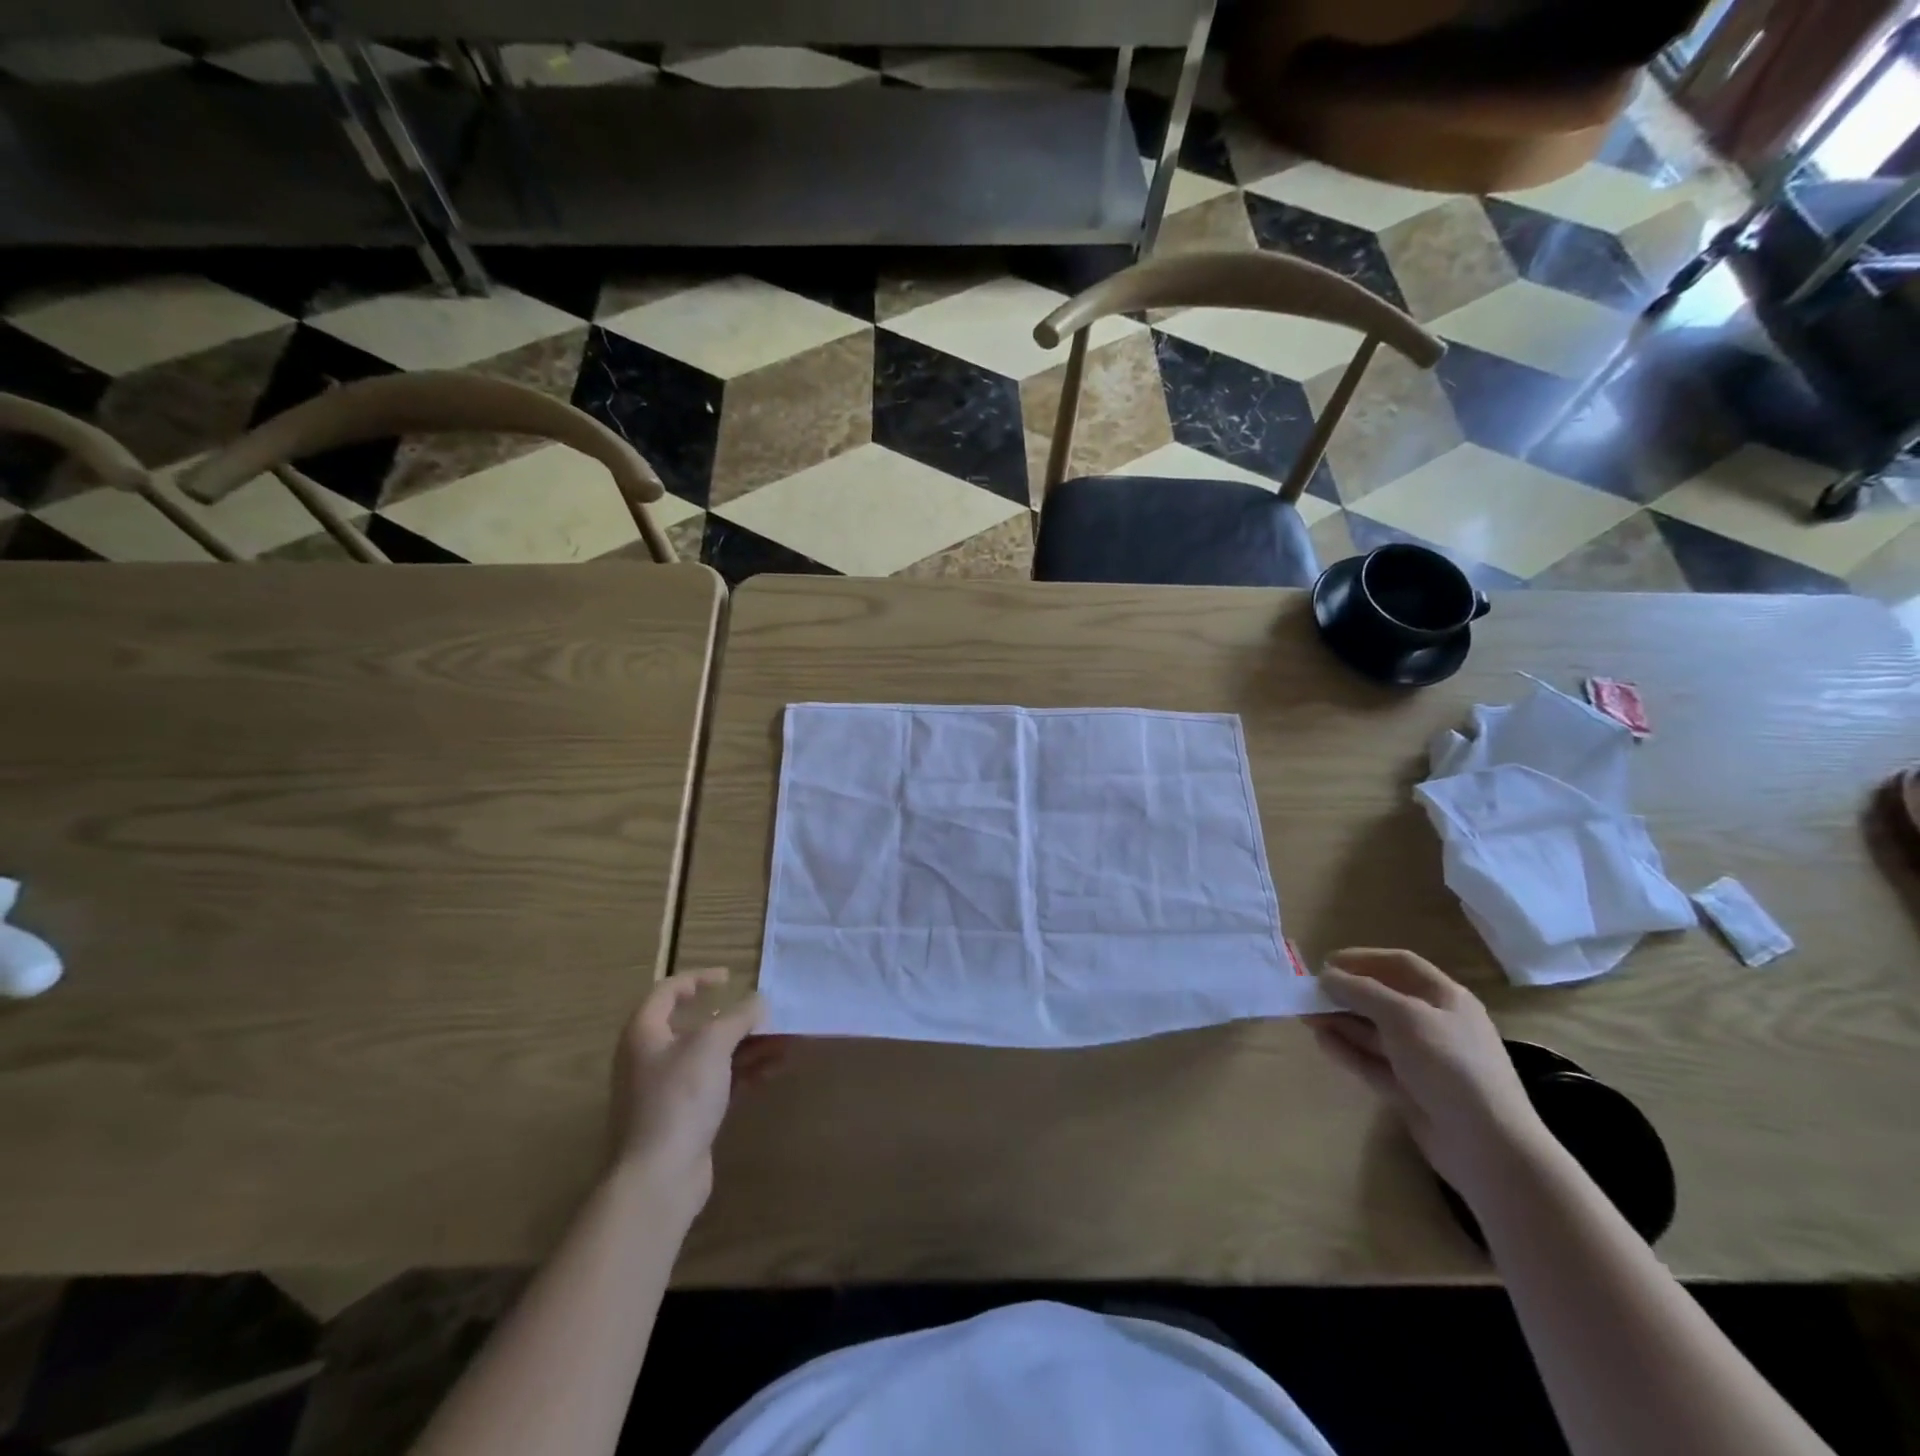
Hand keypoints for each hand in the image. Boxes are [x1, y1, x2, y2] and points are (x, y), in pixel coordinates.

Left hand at [609, 969, 780, 1214]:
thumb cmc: (678, 1098)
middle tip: (767, 1015)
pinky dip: (744, 1073)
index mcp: (645, 1033)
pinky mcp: (685, 1117)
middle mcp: (651, 1058)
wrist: (658, 1178)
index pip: (668, 991)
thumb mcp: (712, 1045)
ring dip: (748, 1047)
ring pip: (712, 1056)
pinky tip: (774, 1071)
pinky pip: (718, 1083)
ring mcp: (668, 1090)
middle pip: (696, 1026)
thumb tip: (759, 1001)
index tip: (729, 978)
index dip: (698, 979)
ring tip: (784, 1043)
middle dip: (737, 1019)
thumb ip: (739, 1017)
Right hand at [1308, 948, 1548, 1197]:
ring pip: (1374, 1032)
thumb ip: (1362, 992)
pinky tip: (1321, 1041)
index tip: (1325, 963)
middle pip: (1384, 999)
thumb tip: (1326, 975)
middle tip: (1308, 993)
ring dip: (1341, 1021)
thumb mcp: (1404, 1017)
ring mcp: (1423, 1060)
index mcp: (1446, 998)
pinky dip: (1348, 1050)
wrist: (1488, 1147)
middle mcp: (1435, 1024)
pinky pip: (1372, 1062)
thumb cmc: (1450, 1066)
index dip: (1363, 959)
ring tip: (1305, 1016)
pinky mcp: (1410, 1090)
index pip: (1400, 964)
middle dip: (1346, 993)